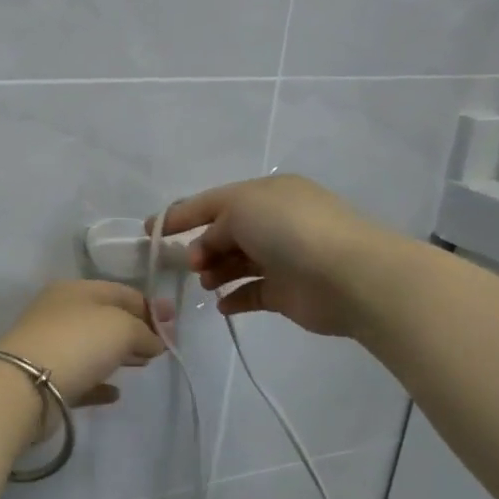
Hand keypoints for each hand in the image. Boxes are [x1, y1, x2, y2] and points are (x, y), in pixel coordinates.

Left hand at [0, 280, 171, 406]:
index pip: (120, 291)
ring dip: (119, 354)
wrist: (26, 386)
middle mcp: (60, 313)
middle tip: (162, 345)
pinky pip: (81, 378)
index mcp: (75, 290)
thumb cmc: (78, 342)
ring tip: (144, 365)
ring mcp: (51, 346)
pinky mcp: (47, 380)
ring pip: (93, 347)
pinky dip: (100, 382)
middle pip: (106, 318)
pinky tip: (116, 393)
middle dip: (136, 329)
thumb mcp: (122, 326)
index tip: (174, 321)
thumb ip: (144, 331)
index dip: (149, 305)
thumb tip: (154, 341)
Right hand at [155, 174, 417, 340]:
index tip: (150, 231)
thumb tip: (206, 249)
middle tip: (189, 264)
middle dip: (201, 246)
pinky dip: (233, 298)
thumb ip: (213, 225)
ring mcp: (282, 258)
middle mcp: (274, 222)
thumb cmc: (289, 230)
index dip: (180, 214)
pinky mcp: (286, 293)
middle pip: (224, 233)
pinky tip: (221, 305)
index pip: (214, 201)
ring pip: (236, 263)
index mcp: (266, 194)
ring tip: (206, 282)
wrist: (348, 275)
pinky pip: (251, 293)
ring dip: (215, 272)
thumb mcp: (240, 209)